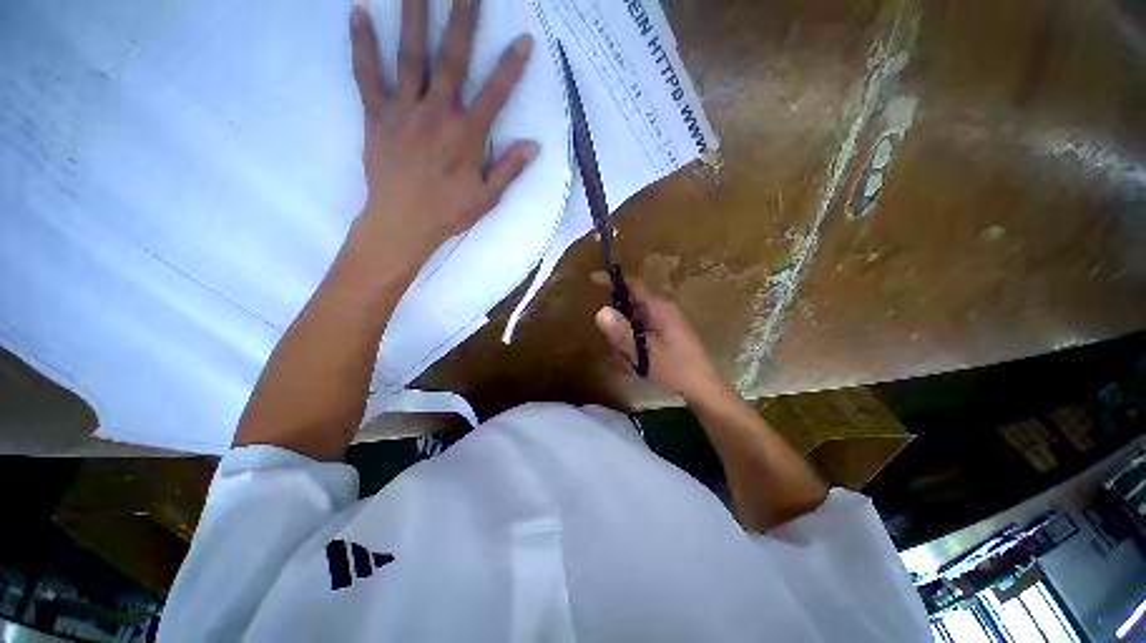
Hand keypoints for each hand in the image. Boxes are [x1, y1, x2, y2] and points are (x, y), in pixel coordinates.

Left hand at [347, 0, 537, 267]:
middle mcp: (437, 114)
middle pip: (451, 58)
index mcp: (466, 136)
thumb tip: (533, 145)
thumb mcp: (487, 198)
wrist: (401, 224)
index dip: (510, 67)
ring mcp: (404, 110)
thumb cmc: (448, 213)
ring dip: (414, 13)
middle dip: (462, 18)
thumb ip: (509, 169)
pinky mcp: (377, 115)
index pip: (494, 95)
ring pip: (410, 54)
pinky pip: (367, 74)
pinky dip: (362, 43)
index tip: (524, 39)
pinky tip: (360, 11)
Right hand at [592, 272, 728, 403]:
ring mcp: (665, 324)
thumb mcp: (644, 353)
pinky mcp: (666, 336)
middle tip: (612, 343)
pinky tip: (633, 364)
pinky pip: (642, 334)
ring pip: (635, 322)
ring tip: (625, 361)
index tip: (593, 279)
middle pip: (631, 306)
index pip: (634, 286)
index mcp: (660, 309)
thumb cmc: (676, 369)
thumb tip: (600, 311)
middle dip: (618, 322)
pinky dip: (633, 345)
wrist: (703, 390)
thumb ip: (622, 333)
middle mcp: (662, 312)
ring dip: (625, 338)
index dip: (613, 280)